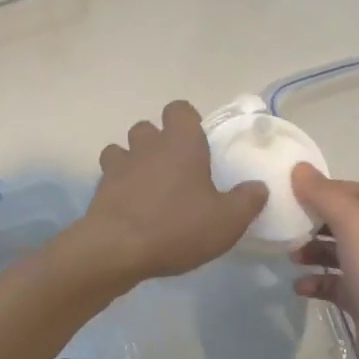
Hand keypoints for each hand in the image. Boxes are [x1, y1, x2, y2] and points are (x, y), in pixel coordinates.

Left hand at [74, 101, 267, 286]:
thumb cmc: (177, 226)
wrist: (117, 248)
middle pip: (148, 128)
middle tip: (176, 170)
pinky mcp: (100, 189)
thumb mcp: (226, 221)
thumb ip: (246, 201)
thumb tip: (258, 187)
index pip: (179, 110)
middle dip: (158, 142)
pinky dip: (118, 185)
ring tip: (149, 186)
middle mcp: (147, 146)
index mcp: (181, 143)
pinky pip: (109, 177)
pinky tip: (131, 206)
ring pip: (122, 149)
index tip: (198, 142)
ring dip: (134, 161)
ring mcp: (119, 165)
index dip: (188, 121)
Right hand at [290, 165, 358, 358]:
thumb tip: (299, 168)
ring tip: (289, 256)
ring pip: (338, 252)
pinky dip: (317, 282)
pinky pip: (336, 284)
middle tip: (283, 224)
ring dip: (312, 251)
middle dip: (313, 221)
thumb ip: (325, 194)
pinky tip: (299, 287)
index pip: (352, 190)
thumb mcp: (356, 224)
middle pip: (344, 220)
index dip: (321, 188)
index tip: (287, 192)